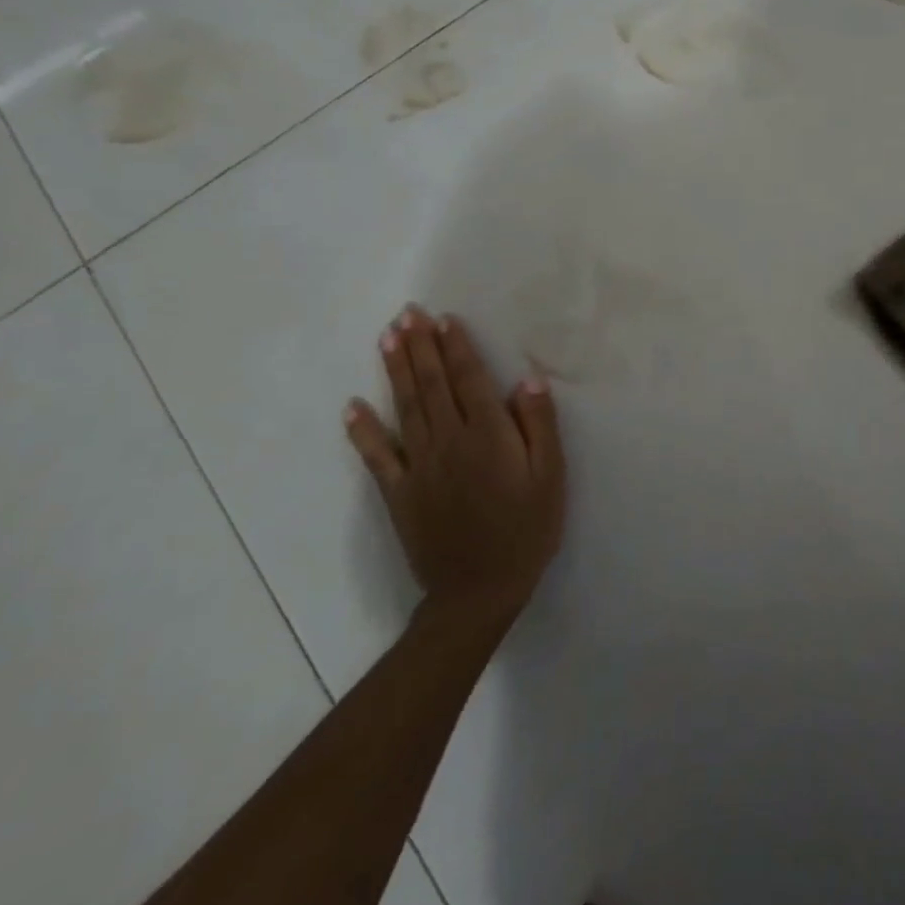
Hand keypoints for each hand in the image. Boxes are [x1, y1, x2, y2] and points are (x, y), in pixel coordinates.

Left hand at [346, 305, 565, 637]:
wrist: (480, 590)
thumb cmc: (527, 529)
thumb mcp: (551, 477)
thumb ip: (540, 426)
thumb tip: (527, 381)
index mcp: (489, 436)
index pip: (469, 381)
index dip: (457, 348)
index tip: (444, 319)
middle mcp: (449, 442)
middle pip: (432, 385)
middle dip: (420, 347)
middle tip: (407, 313)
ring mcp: (419, 467)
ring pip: (405, 408)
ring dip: (396, 371)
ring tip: (387, 338)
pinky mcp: (398, 492)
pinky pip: (376, 455)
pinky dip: (363, 429)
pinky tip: (353, 405)